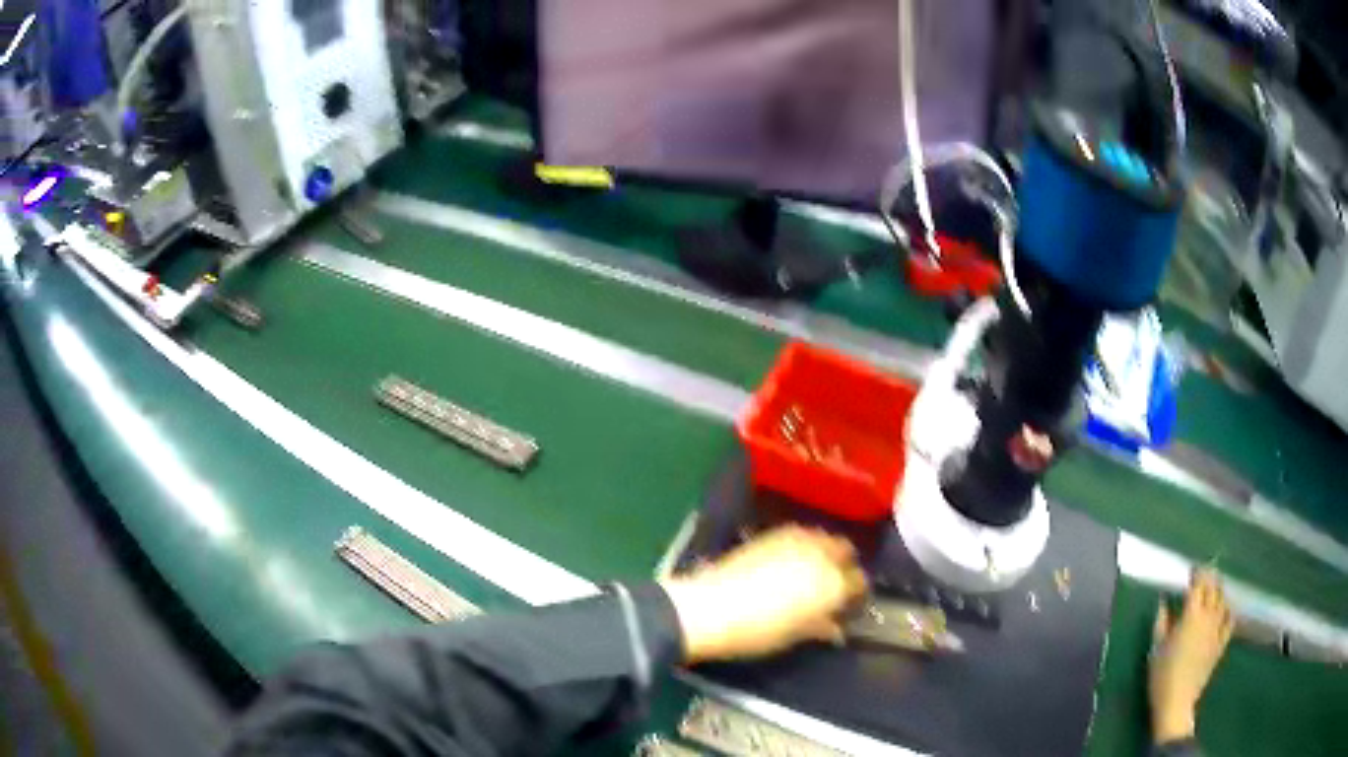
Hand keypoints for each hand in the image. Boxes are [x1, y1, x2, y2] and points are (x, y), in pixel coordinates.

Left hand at [659, 526, 866, 664]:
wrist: (711, 609)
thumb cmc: (757, 632)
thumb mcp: (795, 636)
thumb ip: (821, 627)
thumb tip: (836, 629)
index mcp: (833, 585)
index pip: (859, 583)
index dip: (854, 594)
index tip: (846, 604)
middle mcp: (821, 556)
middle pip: (845, 552)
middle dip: (843, 565)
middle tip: (832, 583)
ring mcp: (796, 540)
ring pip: (824, 537)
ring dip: (825, 550)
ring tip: (813, 568)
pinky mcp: (773, 533)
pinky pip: (801, 533)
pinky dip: (804, 542)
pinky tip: (792, 558)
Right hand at [1148, 569, 1234, 744]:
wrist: (1176, 702)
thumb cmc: (1162, 676)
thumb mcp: (1156, 649)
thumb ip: (1161, 622)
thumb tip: (1163, 602)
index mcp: (1191, 615)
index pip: (1198, 585)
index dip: (1197, 574)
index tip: (1192, 570)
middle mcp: (1208, 616)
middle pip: (1214, 588)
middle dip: (1210, 577)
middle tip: (1204, 574)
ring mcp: (1217, 629)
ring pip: (1223, 600)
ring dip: (1219, 591)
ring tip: (1214, 589)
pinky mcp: (1222, 643)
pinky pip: (1230, 620)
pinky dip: (1228, 610)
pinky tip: (1225, 610)